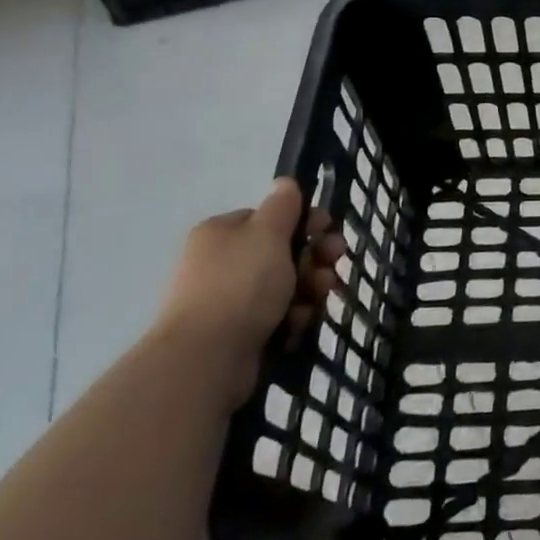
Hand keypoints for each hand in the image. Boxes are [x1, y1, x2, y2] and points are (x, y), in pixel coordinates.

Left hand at [155, 178, 342, 407]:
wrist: (205, 358)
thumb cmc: (240, 284)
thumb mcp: (268, 233)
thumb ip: (282, 205)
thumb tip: (284, 182)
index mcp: (220, 233)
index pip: (269, 218)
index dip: (303, 222)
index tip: (328, 230)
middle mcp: (219, 263)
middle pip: (281, 252)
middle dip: (313, 258)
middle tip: (334, 263)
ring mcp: (226, 300)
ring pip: (283, 285)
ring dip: (309, 288)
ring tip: (319, 298)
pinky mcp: (236, 333)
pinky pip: (275, 316)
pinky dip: (292, 317)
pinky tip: (297, 324)